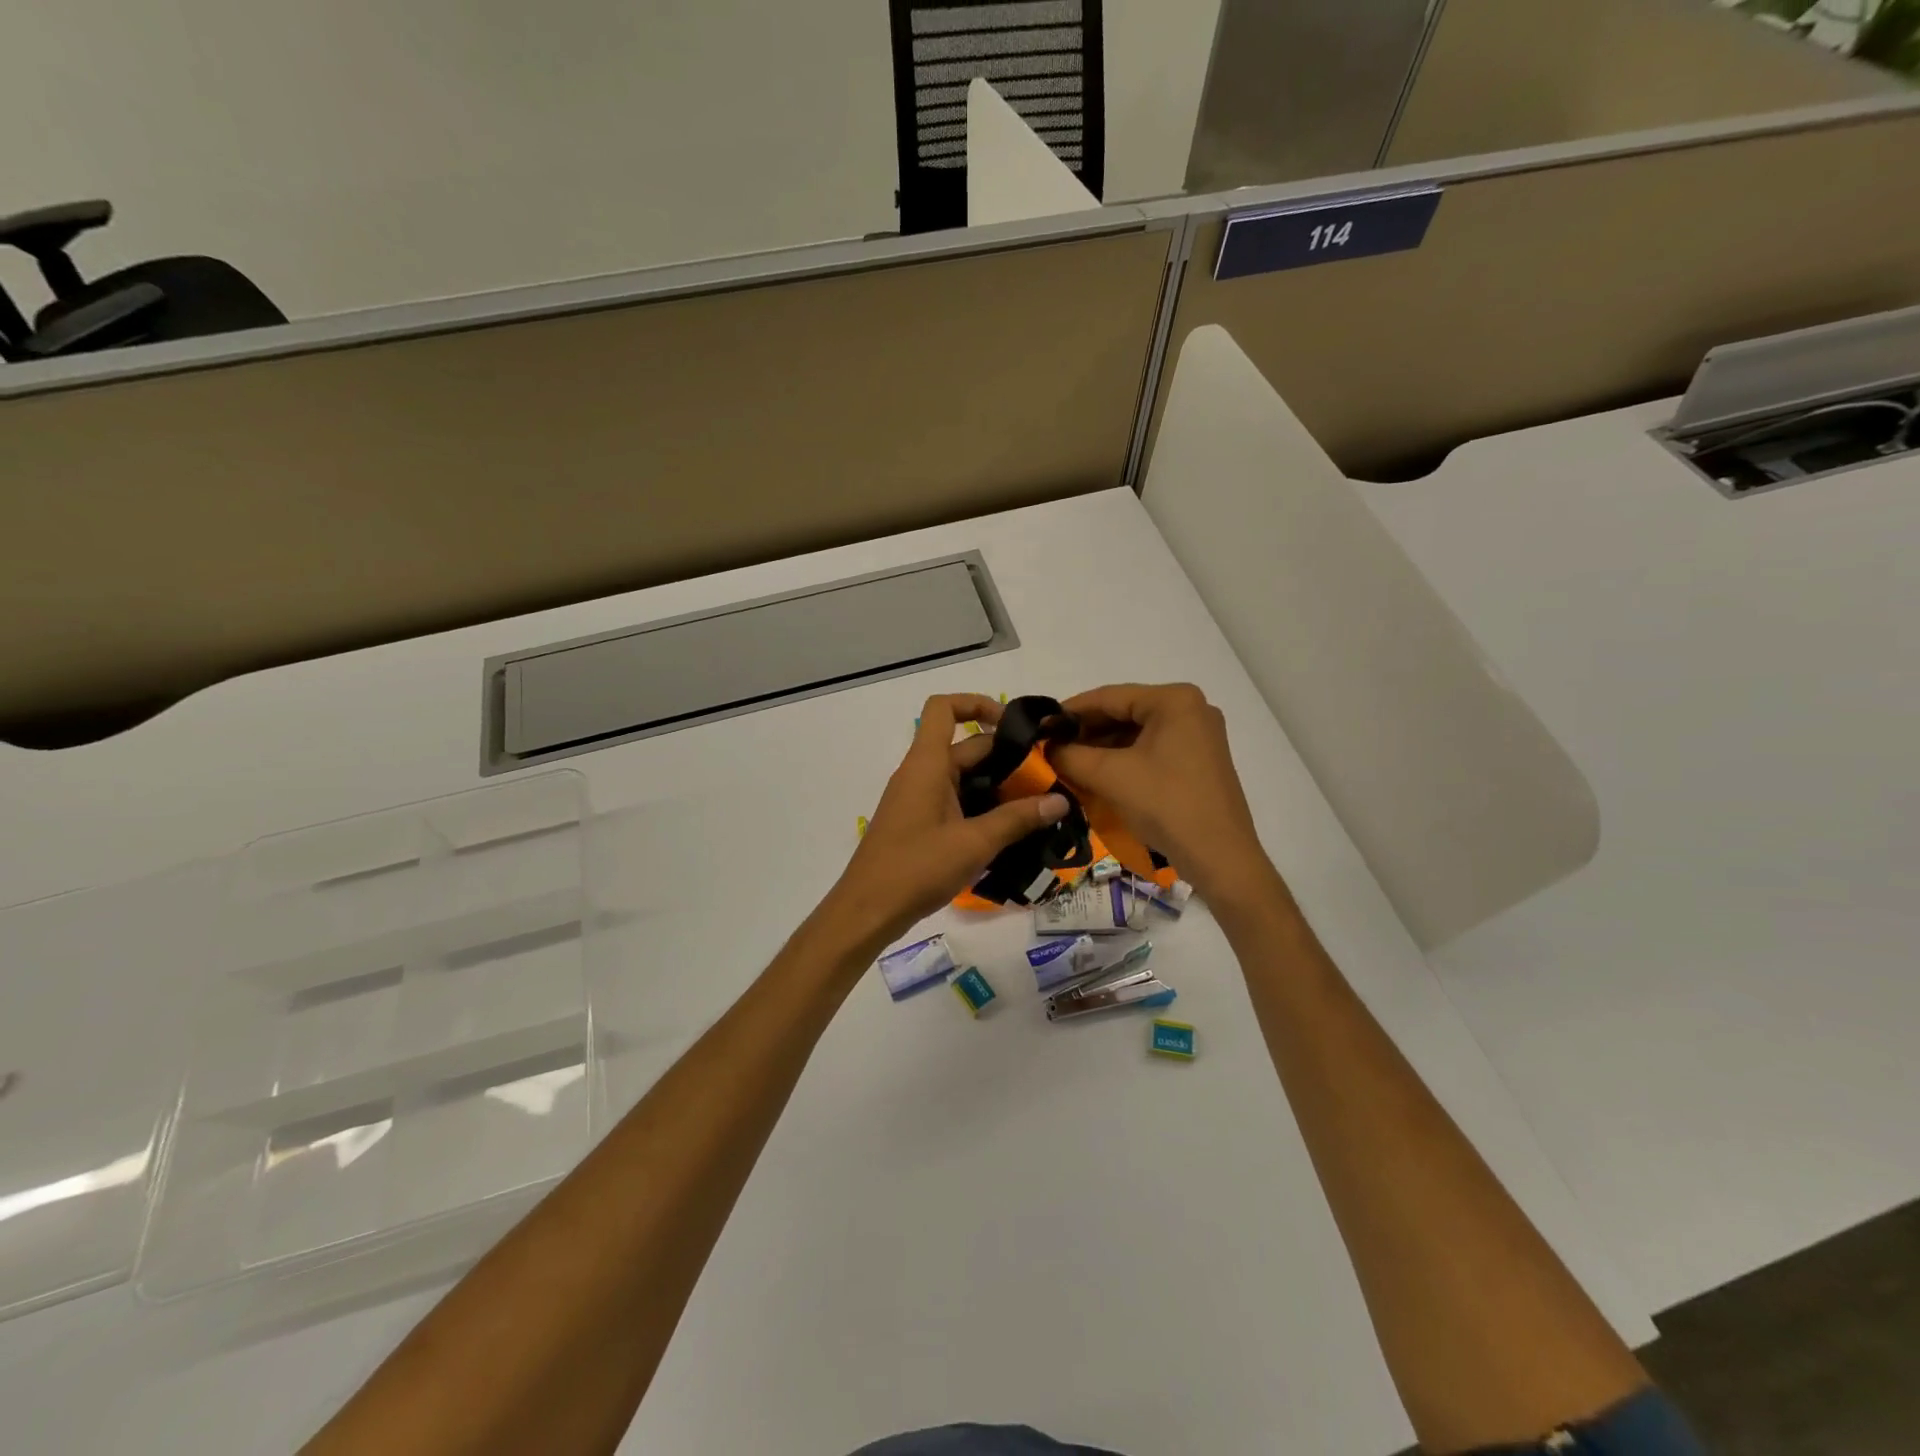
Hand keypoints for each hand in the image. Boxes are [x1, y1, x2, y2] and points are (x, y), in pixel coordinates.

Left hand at [822, 694, 1069, 949]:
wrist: (868, 909)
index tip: (1014, 725)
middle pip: (965, 747)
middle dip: (1005, 757)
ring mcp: (917, 798)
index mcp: (927, 763)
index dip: (978, 703)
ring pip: (962, 777)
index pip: (944, 708)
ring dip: (996, 785)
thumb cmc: (917, 868)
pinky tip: (1007, 830)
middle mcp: (920, 773)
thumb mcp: (974, 843)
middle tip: (1046, 779)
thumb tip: (1060, 801)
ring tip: (1035, 806)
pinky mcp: (918, 822)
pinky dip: (980, 805)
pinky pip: (953, 799)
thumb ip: (1018, 819)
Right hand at [1050, 683, 1276, 906]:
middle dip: (1085, 732)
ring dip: (1101, 748)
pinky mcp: (1198, 761)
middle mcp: (1191, 709)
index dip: (1069, 711)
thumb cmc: (1166, 805)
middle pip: (1124, 712)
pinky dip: (1122, 760)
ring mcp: (1198, 735)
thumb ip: (1069, 755)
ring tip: (1067, 763)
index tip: (1039, 726)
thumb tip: (1045, 747)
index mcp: (1174, 700)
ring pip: (1136, 733)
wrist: (1220, 858)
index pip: (1109, 696)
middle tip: (1050, 748)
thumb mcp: (1110, 776)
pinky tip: (1096, 775)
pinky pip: (1151, 750)